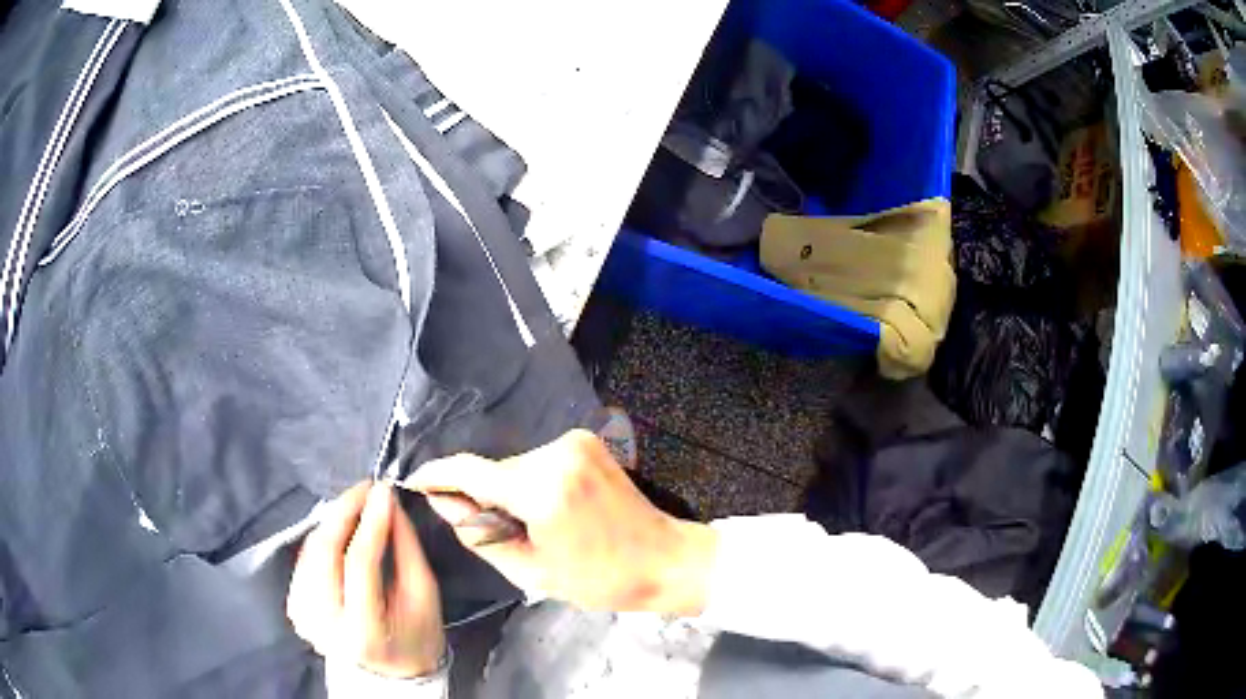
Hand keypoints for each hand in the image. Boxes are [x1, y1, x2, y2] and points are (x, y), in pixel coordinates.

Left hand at [287, 482, 445, 677]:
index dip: (371, 521)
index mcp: (362, 629)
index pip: (359, 562)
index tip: (383, 490)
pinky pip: (305, 559)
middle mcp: (324, 623)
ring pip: (310, 550)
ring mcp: (304, 615)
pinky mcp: (294, 608)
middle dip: (344, 511)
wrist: (389, 675)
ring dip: (332, 522)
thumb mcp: (424, 598)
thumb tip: (387, 503)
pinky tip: (339, 533)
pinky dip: (322, 539)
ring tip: (357, 506)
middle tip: (365, 489)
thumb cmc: (415, 638)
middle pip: (324, 551)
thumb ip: (407, 549)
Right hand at [406, 429, 719, 615]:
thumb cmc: (600, 578)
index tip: (414, 481)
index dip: (437, 475)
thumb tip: (444, 505)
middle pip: (494, 470)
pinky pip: (538, 462)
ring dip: (508, 491)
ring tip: (529, 526)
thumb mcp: (531, 571)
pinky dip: (530, 483)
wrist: (664, 559)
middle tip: (489, 531)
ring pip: (515, 466)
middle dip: (481, 496)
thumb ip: (478, 535)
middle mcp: (556, 453)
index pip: (470, 471)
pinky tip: (547, 510)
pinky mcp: (586, 442)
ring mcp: (575, 443)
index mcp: (542, 489)